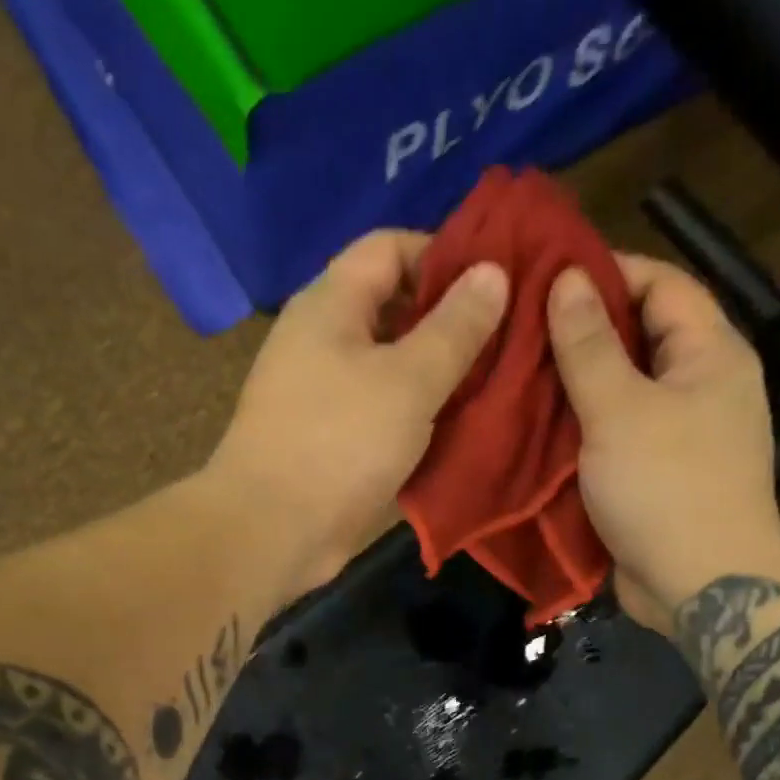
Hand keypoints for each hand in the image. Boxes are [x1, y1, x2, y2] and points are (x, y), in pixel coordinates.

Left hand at [209, 230, 508, 599]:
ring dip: (437, 376)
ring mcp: (323, 395)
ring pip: (390, 368)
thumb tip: (494, 271)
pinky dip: (416, 417)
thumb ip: (455, 327)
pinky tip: (457, 430)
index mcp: (330, 304)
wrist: (273, 532)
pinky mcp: (330, 443)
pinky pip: (381, 413)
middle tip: (506, 341)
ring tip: (494, 386)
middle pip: (392, 309)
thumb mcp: (409, 380)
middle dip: (449, 322)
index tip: (495, 284)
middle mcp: (322, 341)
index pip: (389, 248)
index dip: (444, 255)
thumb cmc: (340, 443)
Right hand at [547, 255, 779, 631]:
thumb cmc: (665, 487)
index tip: (546, 277)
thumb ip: (589, 346)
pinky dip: (583, 430)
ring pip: (624, 392)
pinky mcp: (659, 477)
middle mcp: (702, 386)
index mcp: (710, 354)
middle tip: (519, 330)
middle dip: (583, 333)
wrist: (700, 586)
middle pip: (641, 338)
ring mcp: (682, 435)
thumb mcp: (619, 409)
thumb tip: (567, 279)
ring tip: (517, 376)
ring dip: (577, 386)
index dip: (608, 272)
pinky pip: (618, 437)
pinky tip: (538, 429)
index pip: (662, 284)